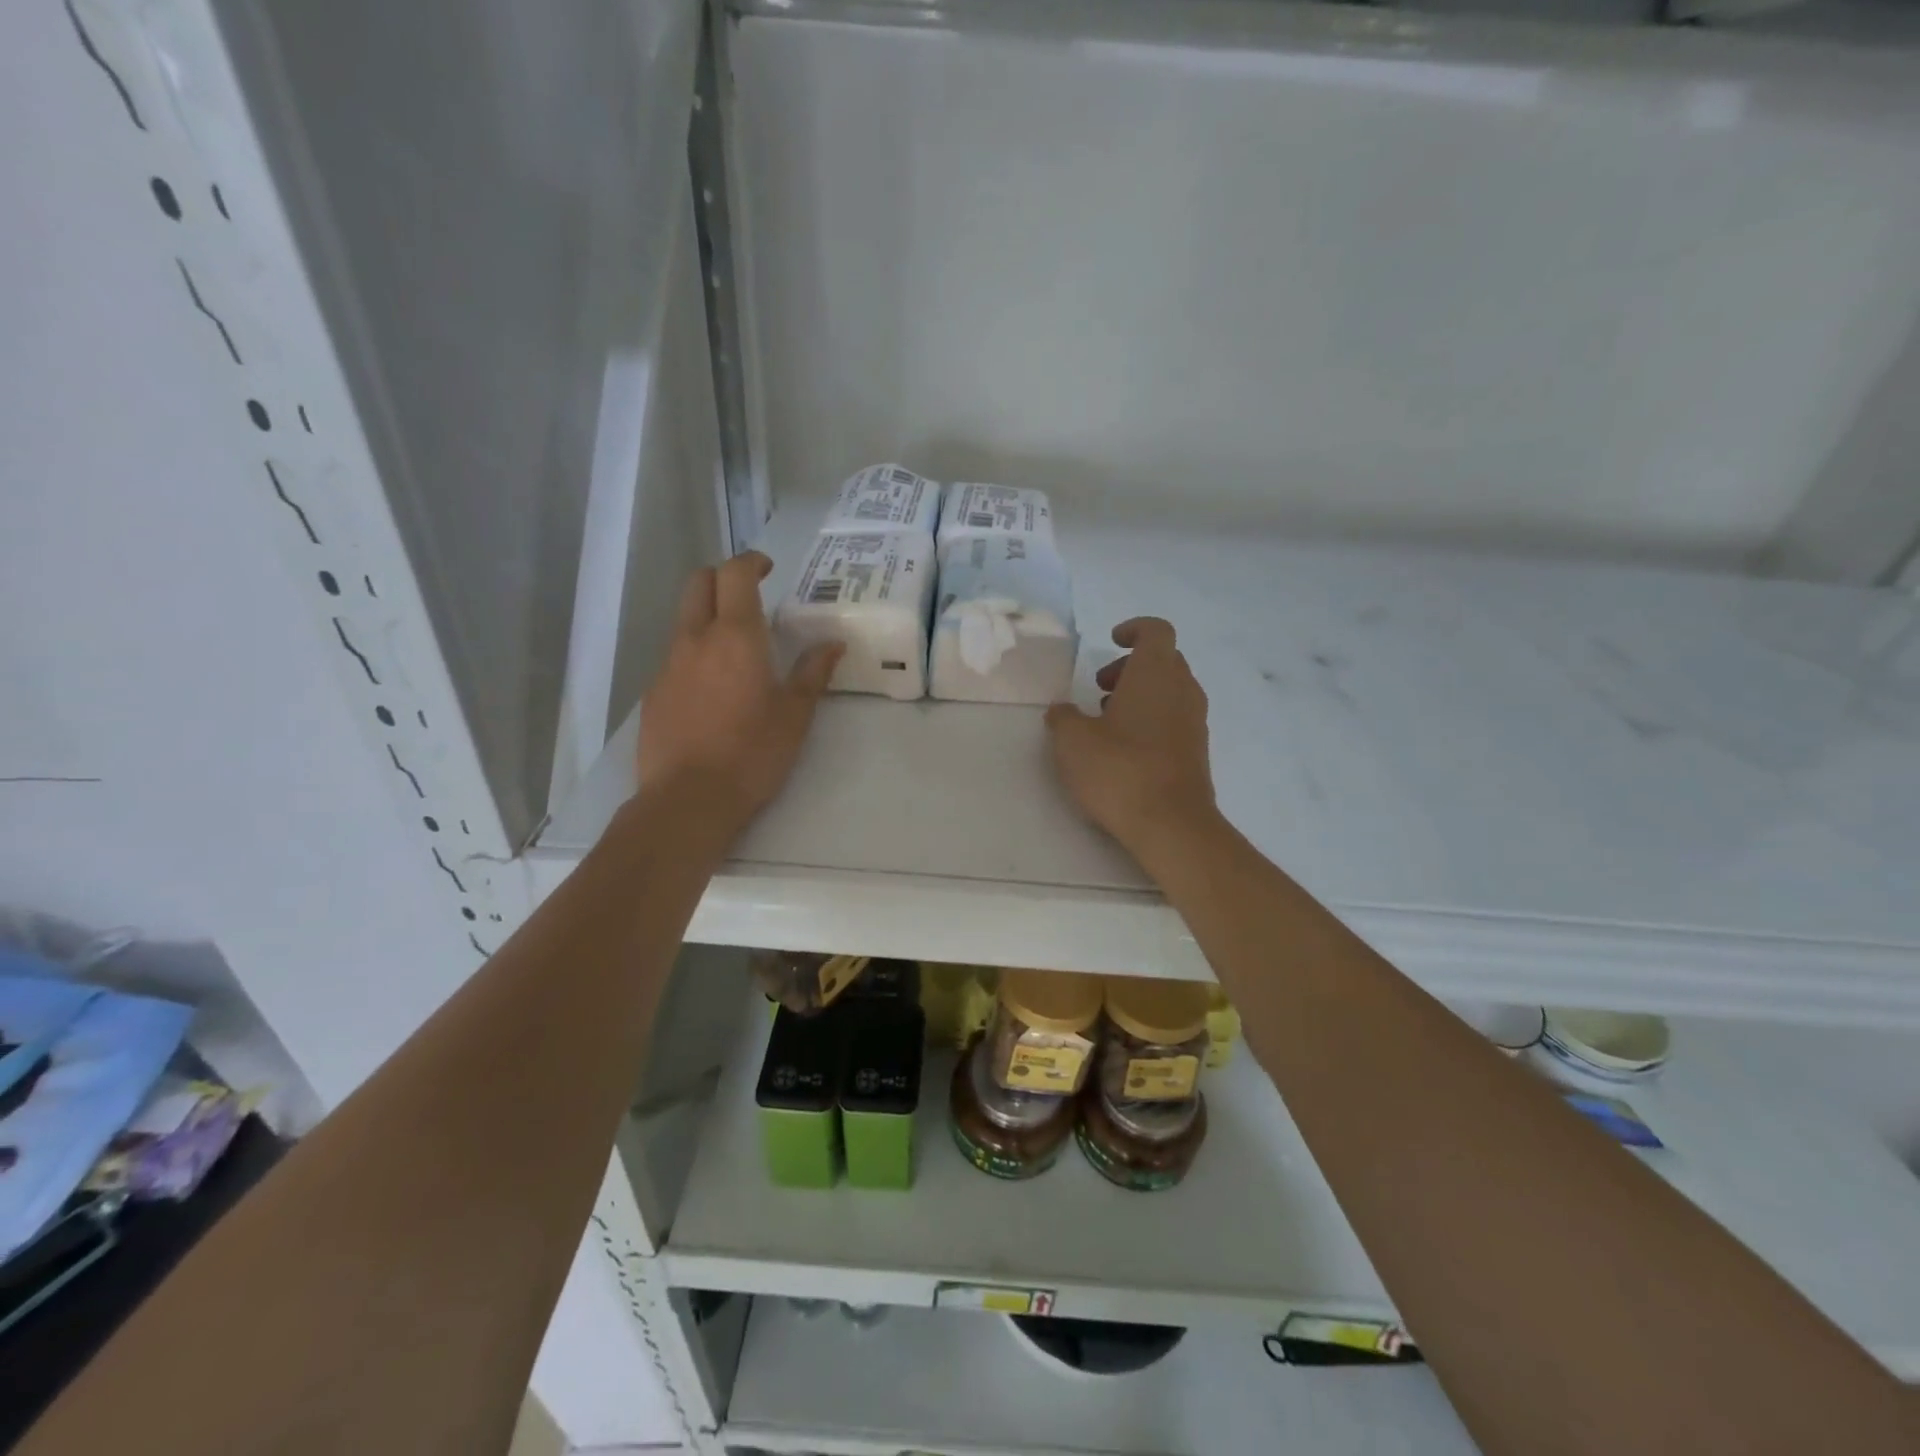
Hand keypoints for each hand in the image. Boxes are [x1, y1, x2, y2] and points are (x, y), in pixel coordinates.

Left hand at [637, 551, 841, 828]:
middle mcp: (695, 640)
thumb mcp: (795, 715)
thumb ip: (812, 673)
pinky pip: (675, 658)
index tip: (768, 569)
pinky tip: (714, 690)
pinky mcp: (653, 694)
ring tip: (736, 649)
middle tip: (748, 595)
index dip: (751, 562)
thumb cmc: (752, 754)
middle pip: (698, 583)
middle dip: (722, 578)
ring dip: (708, 617)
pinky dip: (695, 655)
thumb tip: (832, 644)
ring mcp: (668, 666)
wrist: (688, 800)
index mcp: (735, 637)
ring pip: (684, 621)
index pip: (735, 574)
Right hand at [1044, 617, 1215, 855]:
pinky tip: (1125, 749)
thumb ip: (1063, 718)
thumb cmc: (1119, 770)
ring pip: (1171, 691)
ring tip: (1107, 721)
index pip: (1156, 631)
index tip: (1112, 642)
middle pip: (1165, 660)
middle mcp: (1182, 690)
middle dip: (1132, 667)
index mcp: (1155, 674)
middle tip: (1101, 688)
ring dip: (1142, 695)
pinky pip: (1176, 719)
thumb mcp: (1072, 741)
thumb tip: (1062, 711)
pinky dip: (1152, 720)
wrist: (1171, 824)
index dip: (1134, 629)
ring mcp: (1195, 722)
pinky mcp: (1197, 752)